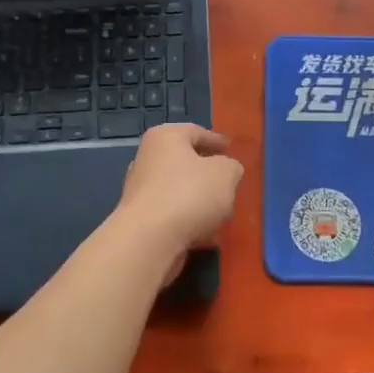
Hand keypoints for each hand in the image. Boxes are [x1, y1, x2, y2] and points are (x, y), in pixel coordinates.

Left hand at [115, 124, 243, 265]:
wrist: (149, 240)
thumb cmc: (189, 194)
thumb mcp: (225, 173)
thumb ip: (231, 167)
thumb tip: (227, 171)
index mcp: (165, 137)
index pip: (196, 132)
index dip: (216, 141)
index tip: (230, 150)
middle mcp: (148, 159)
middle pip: (186, 162)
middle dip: (208, 174)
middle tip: (229, 183)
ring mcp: (142, 190)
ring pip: (180, 190)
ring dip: (200, 201)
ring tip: (222, 214)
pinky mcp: (141, 219)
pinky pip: (173, 214)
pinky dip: (189, 221)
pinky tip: (207, 235)